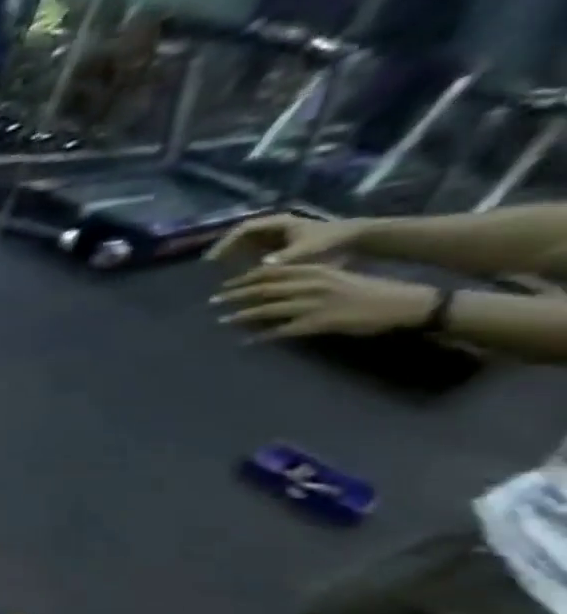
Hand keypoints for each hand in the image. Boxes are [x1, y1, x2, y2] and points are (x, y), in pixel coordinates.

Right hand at [206, 212, 363, 265]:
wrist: (357, 239)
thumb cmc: (331, 242)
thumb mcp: (308, 251)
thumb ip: (284, 258)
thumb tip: (259, 267)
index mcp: (278, 223)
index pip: (243, 229)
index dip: (225, 243)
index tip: (213, 259)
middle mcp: (274, 227)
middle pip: (240, 236)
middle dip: (224, 251)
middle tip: (209, 268)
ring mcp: (276, 235)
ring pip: (246, 244)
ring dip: (232, 257)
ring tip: (219, 273)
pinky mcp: (280, 245)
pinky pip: (255, 251)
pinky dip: (243, 261)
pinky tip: (238, 274)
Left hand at [212, 264, 437, 339]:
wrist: (402, 303)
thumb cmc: (367, 290)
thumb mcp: (334, 276)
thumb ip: (305, 279)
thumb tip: (274, 286)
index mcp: (315, 270)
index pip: (270, 272)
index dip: (243, 278)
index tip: (223, 284)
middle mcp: (311, 284)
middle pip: (262, 289)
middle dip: (234, 295)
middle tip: (212, 301)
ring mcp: (313, 304)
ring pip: (267, 310)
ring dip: (240, 316)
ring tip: (221, 321)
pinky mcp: (318, 323)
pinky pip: (282, 331)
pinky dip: (261, 337)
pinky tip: (245, 343)